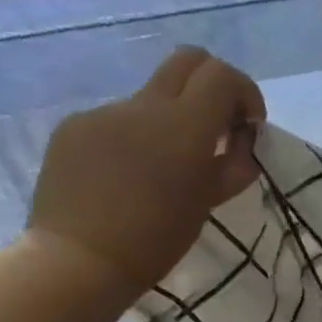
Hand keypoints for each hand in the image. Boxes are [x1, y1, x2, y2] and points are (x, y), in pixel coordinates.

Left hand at [26, 47, 264, 297]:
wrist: (79, 261)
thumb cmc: (156, 240)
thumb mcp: (208, 203)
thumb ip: (234, 163)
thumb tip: (242, 140)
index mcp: (183, 127)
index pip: (222, 75)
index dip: (244, 92)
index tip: (247, 126)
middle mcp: (143, 107)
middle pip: (188, 60)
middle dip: (212, 85)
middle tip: (217, 125)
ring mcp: (104, 113)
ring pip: (152, 97)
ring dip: (171, 120)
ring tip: (164, 168)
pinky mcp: (74, 127)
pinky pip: (117, 120)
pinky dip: (134, 138)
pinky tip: (127, 176)